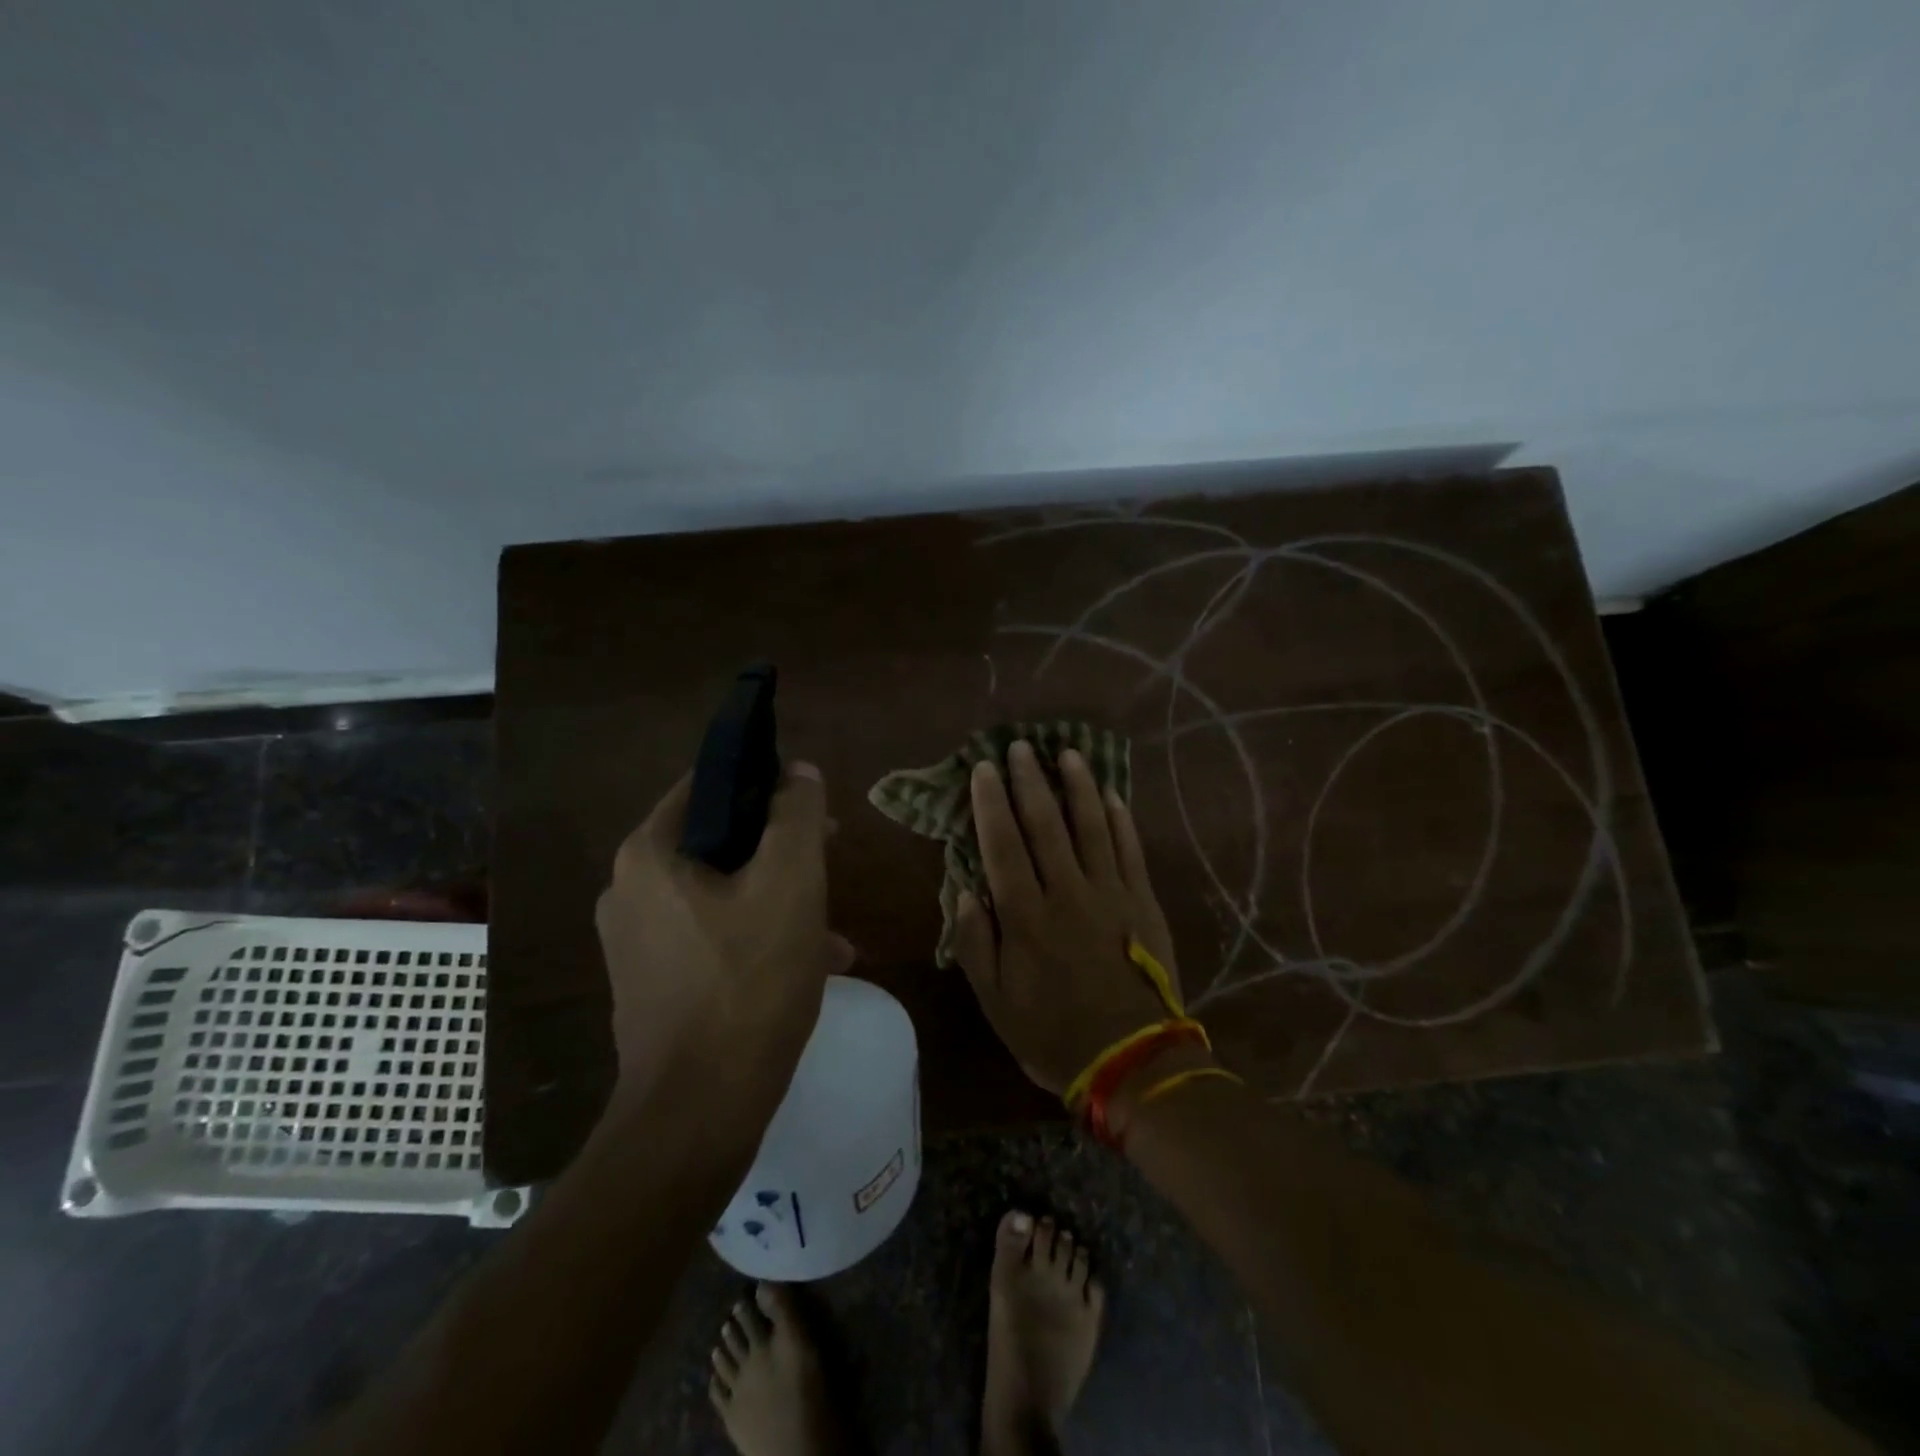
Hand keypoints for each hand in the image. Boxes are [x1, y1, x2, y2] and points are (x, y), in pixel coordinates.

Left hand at [595, 762, 851, 1114]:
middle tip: (831, 857)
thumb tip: (798, 771)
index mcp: (649, 855)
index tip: (812, 803)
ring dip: (779, 897)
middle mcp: (630, 890)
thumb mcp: (790, 883)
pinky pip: (714, 936)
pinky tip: (813, 963)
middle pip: (719, 841)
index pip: (709, 785)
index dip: (765, 783)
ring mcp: (638, 941)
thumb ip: (796, 815)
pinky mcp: (654, 983)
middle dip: (781, 848)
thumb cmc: (748, 982)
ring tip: (832, 924)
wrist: (700, 1110)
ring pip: (722, 892)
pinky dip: (759, 936)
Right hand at [951, 740, 1182, 1097]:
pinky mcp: (1142, 901)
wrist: (1131, 1061)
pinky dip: (1120, 819)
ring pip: (1091, 826)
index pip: (1002, 845)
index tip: (983, 769)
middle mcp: (1066, 892)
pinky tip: (1112, 795)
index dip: (990, 803)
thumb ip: (976, 944)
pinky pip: (1130, 850)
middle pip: (1045, 824)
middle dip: (1029, 781)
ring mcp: (1110, 893)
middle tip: (1019, 747)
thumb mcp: (996, 1002)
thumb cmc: (1053, 1034)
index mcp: (1025, 916)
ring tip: (1067, 753)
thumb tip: (965, 891)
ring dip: (1077, 787)